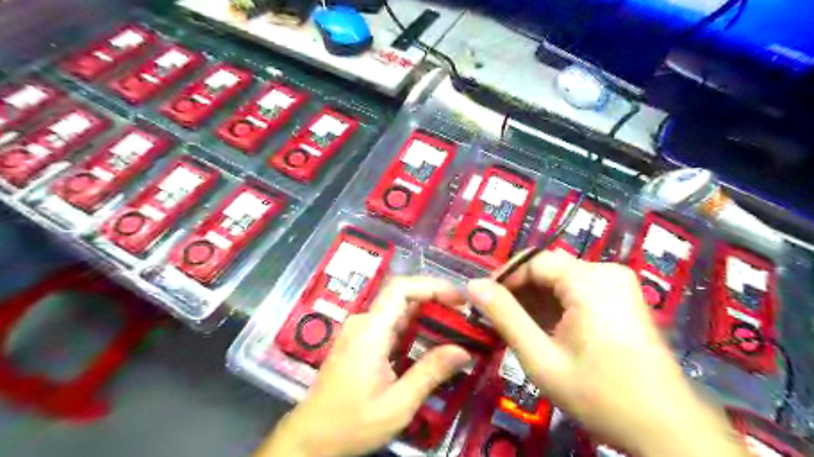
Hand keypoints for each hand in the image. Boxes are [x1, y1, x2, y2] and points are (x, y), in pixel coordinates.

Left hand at [254, 275, 471, 456]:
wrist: (311, 438)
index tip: (459, 299)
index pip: (401, 288)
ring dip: (425, 314)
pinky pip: (390, 324)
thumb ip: (430, 373)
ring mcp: (359, 330)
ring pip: (397, 310)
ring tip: (453, 328)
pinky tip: (429, 342)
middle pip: (401, 296)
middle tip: (463, 316)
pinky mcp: (359, 340)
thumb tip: (463, 351)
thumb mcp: (398, 404)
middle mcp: (363, 322)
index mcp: (370, 330)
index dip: (432, 286)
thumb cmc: (351, 423)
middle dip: (435, 300)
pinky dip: (413, 327)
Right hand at [468, 251, 746, 456]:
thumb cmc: (602, 396)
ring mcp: (617, 285)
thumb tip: (473, 286)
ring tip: (516, 329)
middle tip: (496, 321)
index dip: (503, 279)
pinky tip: (542, 331)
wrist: (668, 431)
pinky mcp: (622, 299)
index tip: (482, 303)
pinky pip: (577, 292)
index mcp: (589, 279)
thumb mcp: (542, 358)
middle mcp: (606, 271)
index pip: (532, 261)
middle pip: (547, 269)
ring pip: (560, 281)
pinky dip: (555, 308)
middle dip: (518, 293)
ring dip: (535, 302)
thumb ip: (505, 317)